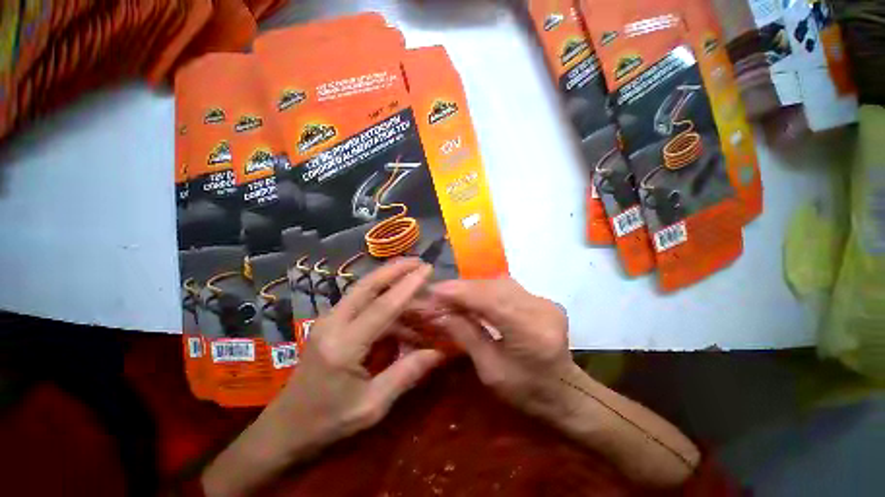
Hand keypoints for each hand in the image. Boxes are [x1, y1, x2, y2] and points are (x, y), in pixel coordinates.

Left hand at [274, 258, 444, 443]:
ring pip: (361, 289)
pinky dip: (379, 292)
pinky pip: (357, 300)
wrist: (284, 428)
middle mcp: (332, 325)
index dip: (407, 286)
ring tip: (410, 272)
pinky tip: (394, 296)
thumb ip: (407, 374)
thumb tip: (439, 352)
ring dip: (386, 277)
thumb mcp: (372, 406)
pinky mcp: (328, 323)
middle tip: (418, 261)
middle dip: (393, 269)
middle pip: (366, 286)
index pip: (382, 307)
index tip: (427, 269)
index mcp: (343, 347)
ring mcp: (327, 321)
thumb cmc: (328, 422)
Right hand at [431, 278, 700, 486]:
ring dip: (474, 287)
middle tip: (440, 293)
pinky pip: (508, 288)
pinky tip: (474, 296)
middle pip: (494, 287)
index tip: (434, 291)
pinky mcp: (543, 299)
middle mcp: (540, 309)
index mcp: (530, 331)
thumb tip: (441, 312)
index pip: (489, 300)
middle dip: (464, 287)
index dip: (459, 292)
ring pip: (500, 283)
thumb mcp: (490, 371)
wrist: (566, 394)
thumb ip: (466, 335)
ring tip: (453, 294)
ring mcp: (544, 301)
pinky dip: (487, 290)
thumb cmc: (527, 393)